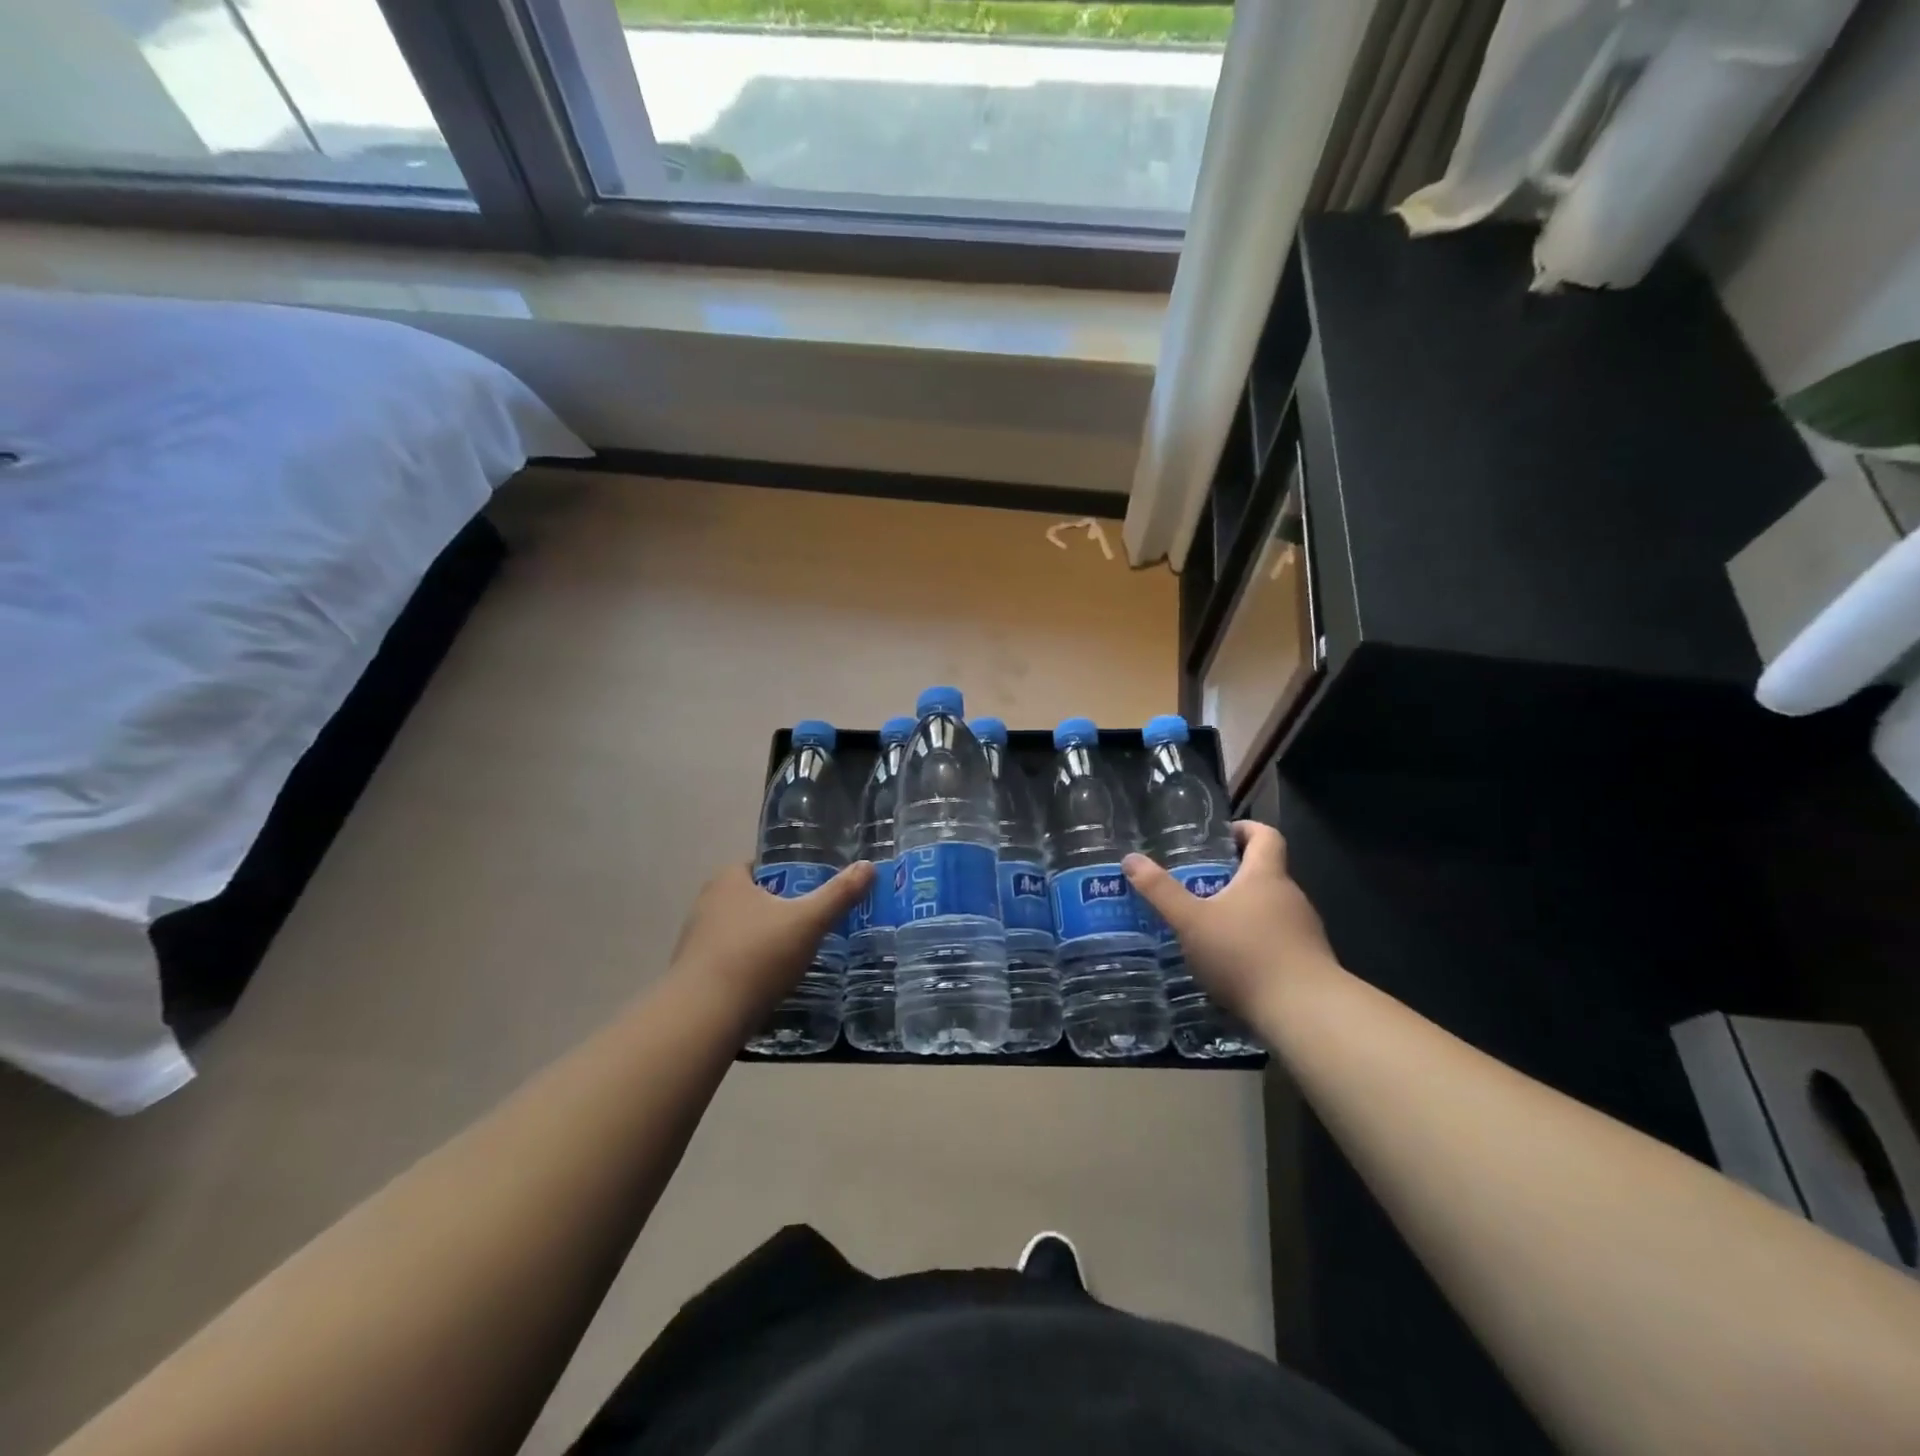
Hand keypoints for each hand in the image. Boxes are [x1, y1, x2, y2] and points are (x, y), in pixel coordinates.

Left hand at [670, 861, 873, 1010]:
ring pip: (740, 931)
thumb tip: (868, 866)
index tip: (813, 891)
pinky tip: (770, 983)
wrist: (704, 1017)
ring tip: (796, 956)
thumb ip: (839, 894)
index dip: (789, 876)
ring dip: (764, 940)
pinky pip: (729, 961)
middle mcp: (707, 904)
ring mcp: (696, 941)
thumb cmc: (757, 956)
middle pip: (753, 899)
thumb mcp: (809, 922)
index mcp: (729, 880)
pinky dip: (749, 966)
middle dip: (779, 910)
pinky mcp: (693, 974)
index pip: (762, 866)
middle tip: (812, 924)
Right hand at [1123, 822, 1336, 1021]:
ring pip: (1271, 909)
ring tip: (1209, 928)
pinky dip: (1256, 943)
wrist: (1305, 1013)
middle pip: (1265, 873)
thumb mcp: (1192, 922)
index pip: (1266, 835)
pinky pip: (1279, 940)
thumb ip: (1160, 891)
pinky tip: (1233, 965)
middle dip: (1233, 876)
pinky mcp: (1310, 962)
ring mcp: (1305, 931)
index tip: (1221, 837)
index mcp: (1266, 876)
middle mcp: (1290, 896)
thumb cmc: (1245, 954)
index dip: (1245, 829)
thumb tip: (1130, 859)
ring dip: (1244, 912)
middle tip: (1197, 885)